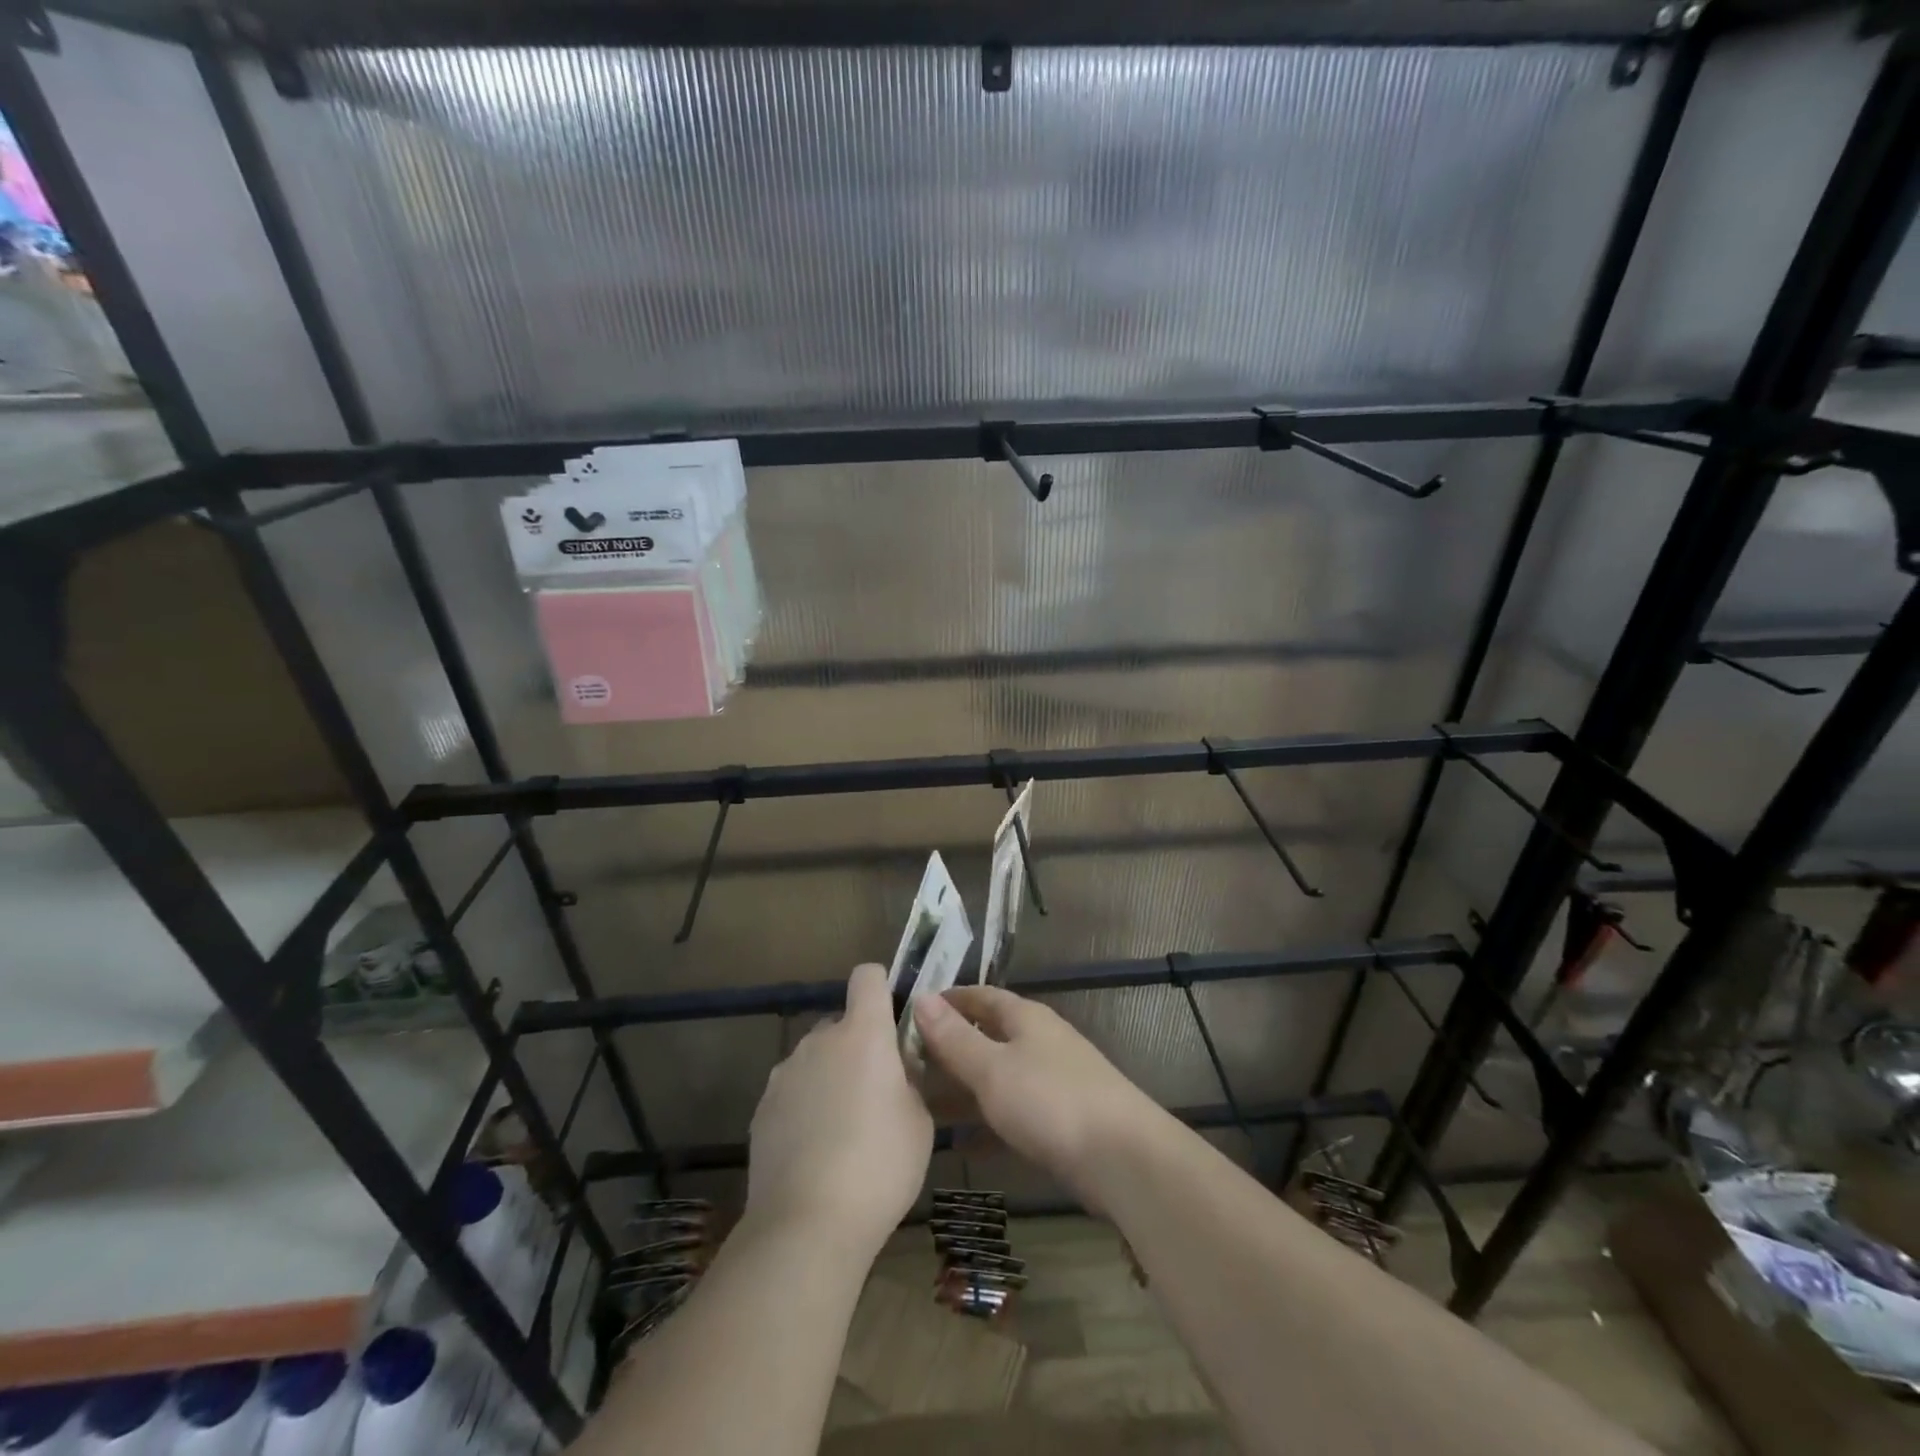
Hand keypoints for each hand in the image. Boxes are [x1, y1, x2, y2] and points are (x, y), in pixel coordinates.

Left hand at [745, 963, 933, 1258]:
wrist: (807, 1225)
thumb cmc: (880, 1165)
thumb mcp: (920, 1120)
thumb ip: (908, 1081)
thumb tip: (896, 1072)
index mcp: (863, 1034)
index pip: (867, 976)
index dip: (882, 988)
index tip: (893, 1020)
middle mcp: (819, 1040)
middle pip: (842, 1023)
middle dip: (859, 1047)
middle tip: (878, 1093)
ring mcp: (785, 1073)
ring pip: (816, 1059)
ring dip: (831, 1077)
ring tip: (844, 1131)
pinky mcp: (762, 1108)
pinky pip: (794, 1092)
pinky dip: (806, 1108)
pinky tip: (816, 1153)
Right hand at [912, 986, 1164, 1204]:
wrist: (1123, 1159)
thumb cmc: (1050, 1101)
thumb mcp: (992, 1068)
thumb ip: (955, 1038)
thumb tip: (921, 997)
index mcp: (1025, 1018)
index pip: (980, 996)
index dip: (948, 1001)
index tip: (911, 1011)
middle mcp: (1040, 1041)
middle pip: (989, 1035)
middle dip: (951, 1047)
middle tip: (907, 1063)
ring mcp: (1053, 1080)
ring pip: (999, 1075)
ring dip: (965, 1086)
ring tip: (922, 1102)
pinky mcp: (1061, 1120)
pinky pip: (1013, 1112)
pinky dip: (987, 1122)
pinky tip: (961, 1144)